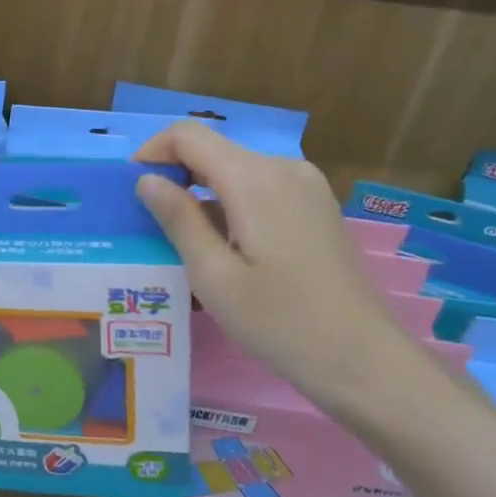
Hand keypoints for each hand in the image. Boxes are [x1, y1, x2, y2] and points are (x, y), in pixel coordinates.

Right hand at [133, 123, 430, 433]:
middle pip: (214, 152)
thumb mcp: (214, 276)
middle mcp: (284, 168)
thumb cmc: (280, 323)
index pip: (189, 136)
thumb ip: (178, 219)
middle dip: (176, 177)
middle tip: (151, 225)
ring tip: (185, 247)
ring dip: (204, 196)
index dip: (153, 152)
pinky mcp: (316, 207)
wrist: (363, 360)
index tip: (132, 189)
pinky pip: (261, 190)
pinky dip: (232, 207)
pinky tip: (226, 252)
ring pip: (237, 172)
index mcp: (255, 179)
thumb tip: (147, 179)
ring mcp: (306, 186)